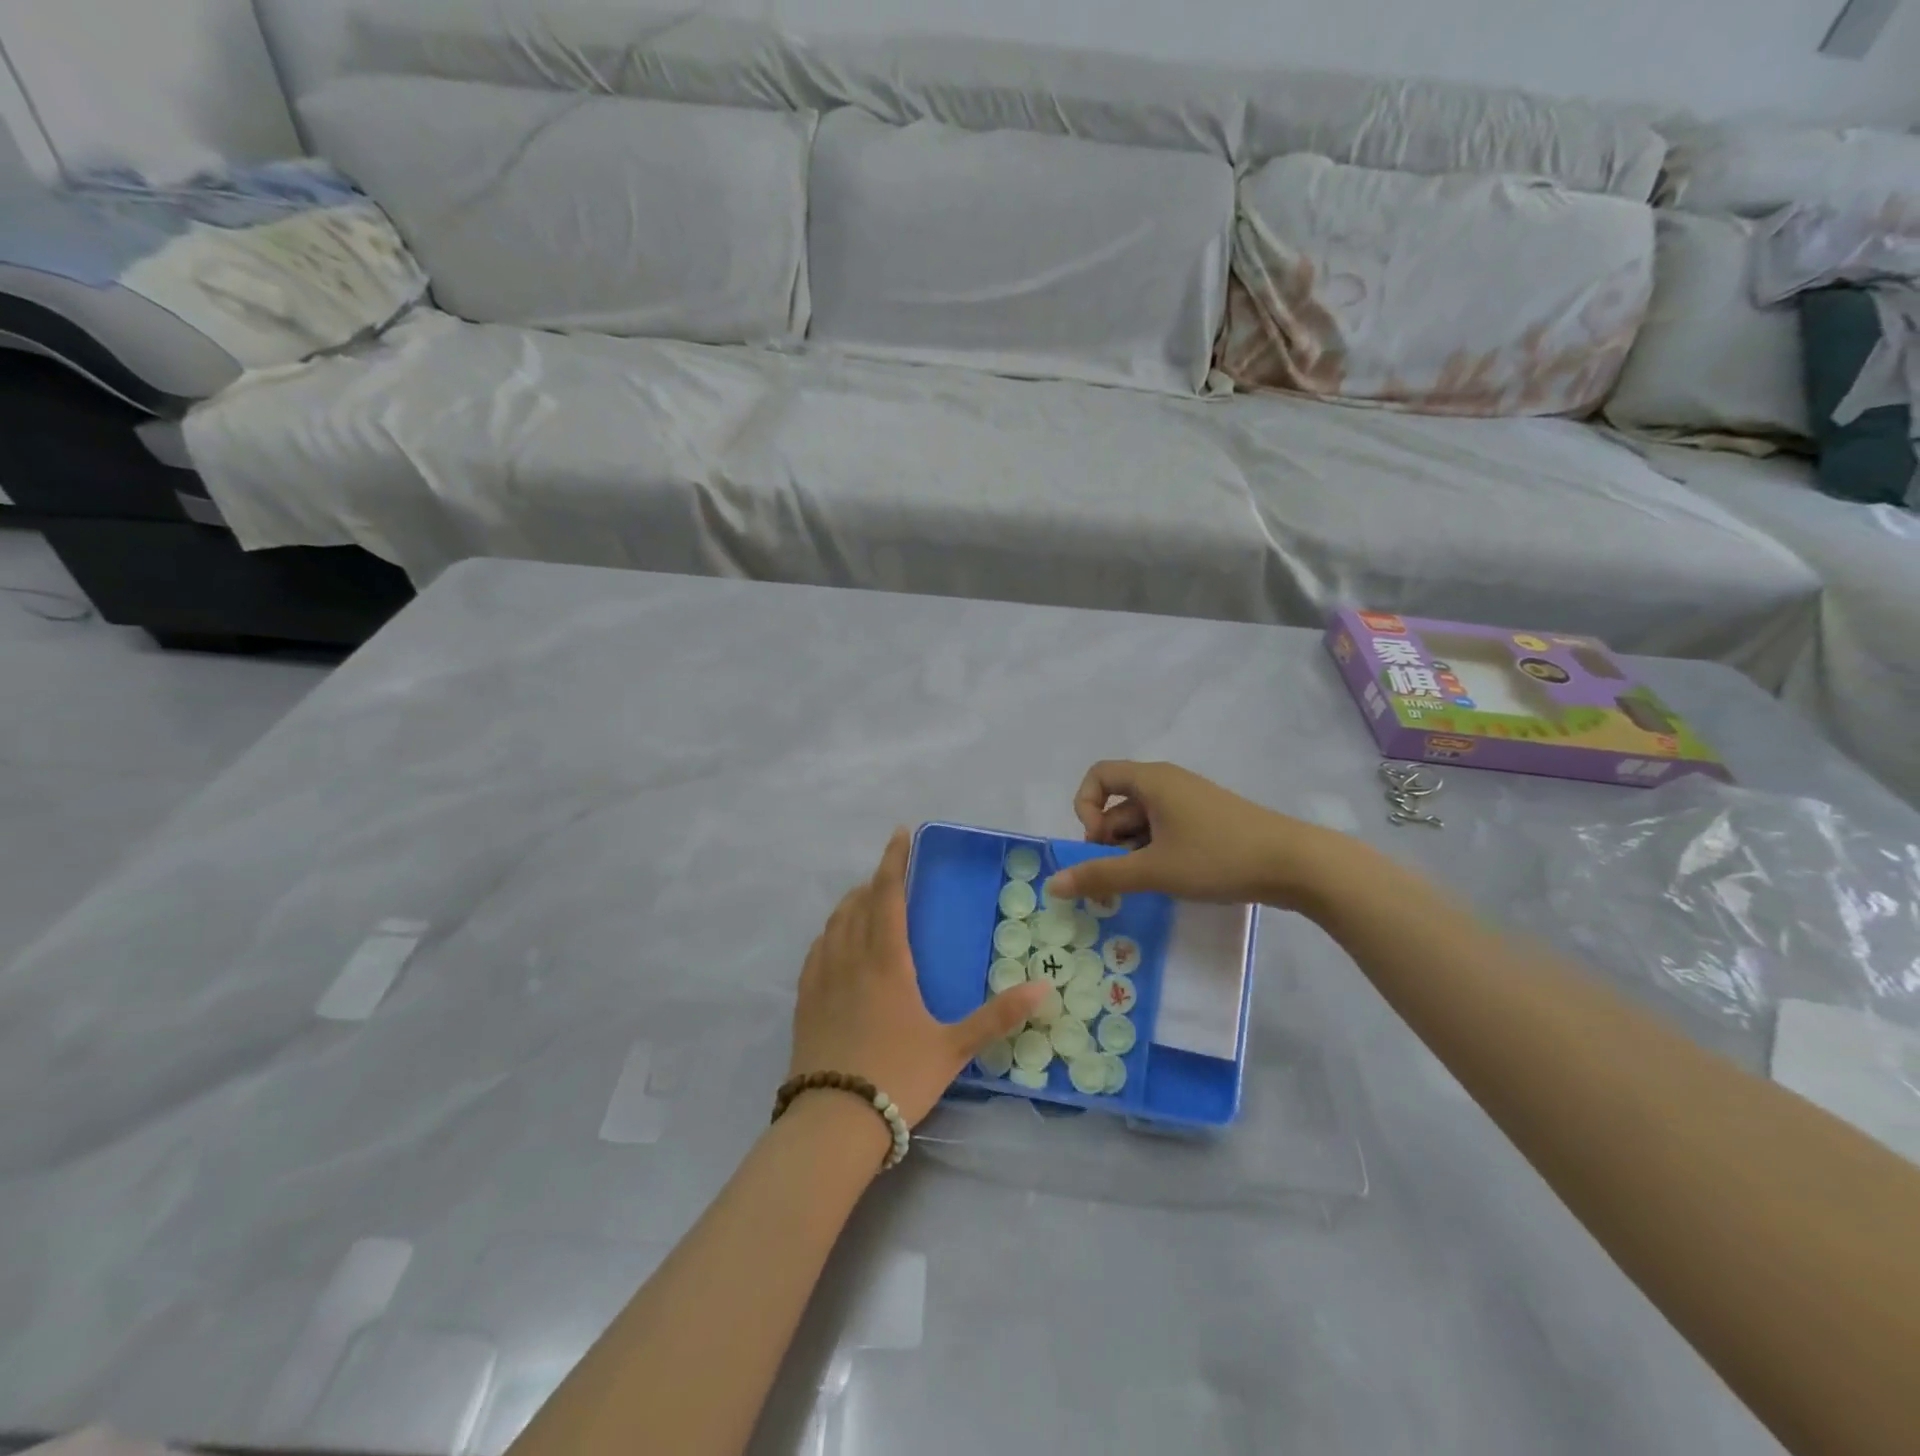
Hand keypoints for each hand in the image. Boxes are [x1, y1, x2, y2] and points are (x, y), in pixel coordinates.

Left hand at [792, 829, 1049, 1126]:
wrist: (834, 1122)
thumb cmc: (899, 1076)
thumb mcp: (953, 1047)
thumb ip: (998, 1016)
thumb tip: (1043, 989)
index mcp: (886, 960)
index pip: (888, 894)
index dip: (894, 860)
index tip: (900, 833)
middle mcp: (850, 958)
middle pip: (858, 903)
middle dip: (875, 882)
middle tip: (893, 877)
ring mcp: (822, 978)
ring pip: (834, 924)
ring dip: (851, 904)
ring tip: (866, 902)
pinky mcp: (804, 1001)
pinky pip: (816, 951)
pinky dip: (830, 934)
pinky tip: (835, 944)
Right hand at [1045, 761, 1343, 910]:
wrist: (1296, 864)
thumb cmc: (1218, 857)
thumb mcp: (1154, 870)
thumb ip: (1102, 876)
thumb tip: (1053, 884)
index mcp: (1152, 780)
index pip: (1098, 775)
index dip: (1085, 806)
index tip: (1097, 842)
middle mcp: (1168, 783)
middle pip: (1119, 803)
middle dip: (1109, 839)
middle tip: (1120, 876)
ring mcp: (1190, 802)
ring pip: (1143, 821)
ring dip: (1133, 851)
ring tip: (1148, 884)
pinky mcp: (1208, 821)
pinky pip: (1166, 830)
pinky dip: (1157, 852)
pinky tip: (1170, 880)